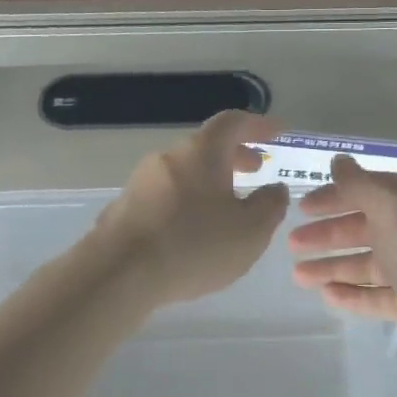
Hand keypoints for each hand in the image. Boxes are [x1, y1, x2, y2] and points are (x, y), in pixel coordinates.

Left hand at [94, 111, 289, 304]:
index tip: (277, 134)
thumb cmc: (194, 246)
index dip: (258, 125)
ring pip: (184, 172)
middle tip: (255, 171)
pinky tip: (192, 233)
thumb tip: (274, 188)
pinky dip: (187, 203)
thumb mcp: (250, 231)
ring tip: (226, 209)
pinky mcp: (124, 209)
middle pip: (206, 147)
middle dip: (235, 156)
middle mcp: (168, 158)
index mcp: (201, 153)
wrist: (118, 274)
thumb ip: (270, 205)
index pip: (233, 122)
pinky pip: (165, 196)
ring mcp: (140, 182)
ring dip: (210, 182)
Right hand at [287, 154, 396, 372]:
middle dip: (329, 234)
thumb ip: (360, 186)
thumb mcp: (394, 210)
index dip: (335, 196)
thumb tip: (338, 161)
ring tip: (298, 275)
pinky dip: (354, 294)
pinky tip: (326, 296)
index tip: (301, 207)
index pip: (371, 189)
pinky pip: (379, 294)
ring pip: (370, 263)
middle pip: (368, 226)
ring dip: (334, 266)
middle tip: (292, 243)